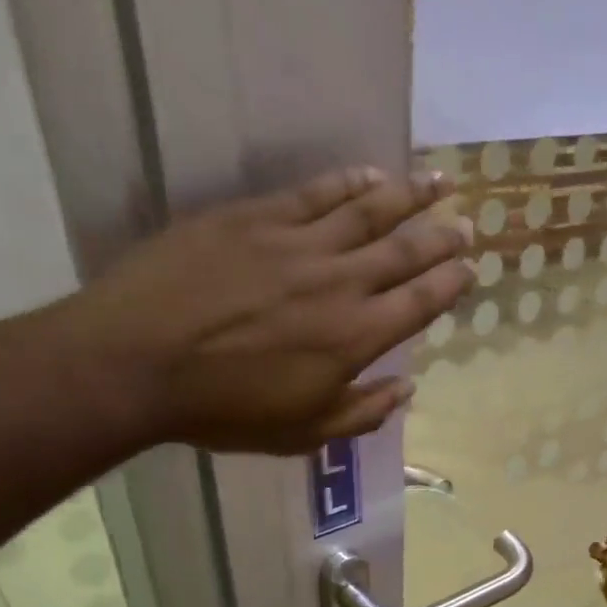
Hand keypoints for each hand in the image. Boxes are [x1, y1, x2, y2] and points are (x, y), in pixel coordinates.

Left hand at [52, 165, 472, 453]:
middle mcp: (339, 283)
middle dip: (442, 237)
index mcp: (355, 339)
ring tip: (440, 181)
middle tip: (468, 224)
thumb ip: (362, 413)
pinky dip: (347, 182)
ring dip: (409, 195)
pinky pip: (313, 193)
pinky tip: (370, 173)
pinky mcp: (254, 218)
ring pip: (367, 210)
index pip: (419, 303)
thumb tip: (406, 390)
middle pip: (404, 251)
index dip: (449, 284)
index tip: (469, 270)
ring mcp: (296, 243)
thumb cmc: (224, 410)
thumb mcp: (302, 432)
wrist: (137, 362)